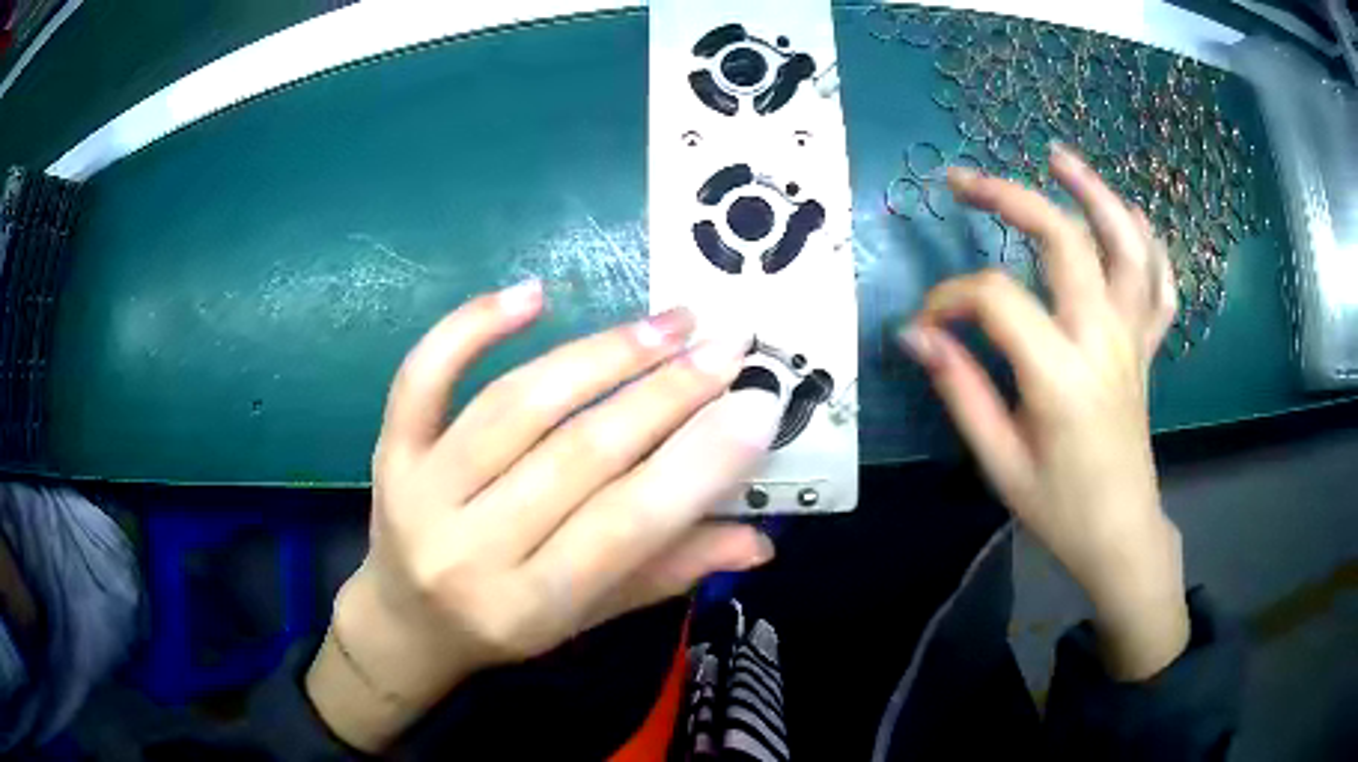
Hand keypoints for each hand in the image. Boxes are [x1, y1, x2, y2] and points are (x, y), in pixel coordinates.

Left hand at [306, 281, 781, 750]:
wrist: (407, 623)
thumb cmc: (505, 626)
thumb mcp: (589, 617)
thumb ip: (669, 572)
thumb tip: (761, 540)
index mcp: (530, 605)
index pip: (625, 525)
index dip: (698, 461)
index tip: (757, 403)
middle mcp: (470, 549)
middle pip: (578, 454)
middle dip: (665, 393)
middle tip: (726, 344)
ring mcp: (419, 493)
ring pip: (516, 406)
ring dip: (601, 354)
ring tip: (667, 323)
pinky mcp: (391, 452)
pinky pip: (423, 377)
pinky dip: (473, 326)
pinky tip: (533, 293)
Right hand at [900, 144, 1188, 680]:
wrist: (1121, 535)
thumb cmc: (1060, 510)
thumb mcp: (1000, 462)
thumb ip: (960, 391)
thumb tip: (917, 337)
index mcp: (1062, 375)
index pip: (995, 300)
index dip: (949, 300)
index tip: (926, 327)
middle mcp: (1103, 340)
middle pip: (1064, 241)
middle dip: (1009, 198)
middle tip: (963, 179)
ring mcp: (1133, 339)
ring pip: (1125, 245)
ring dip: (1094, 192)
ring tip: (1058, 157)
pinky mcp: (1147, 347)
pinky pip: (1159, 283)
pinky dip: (1147, 241)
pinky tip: (1127, 216)